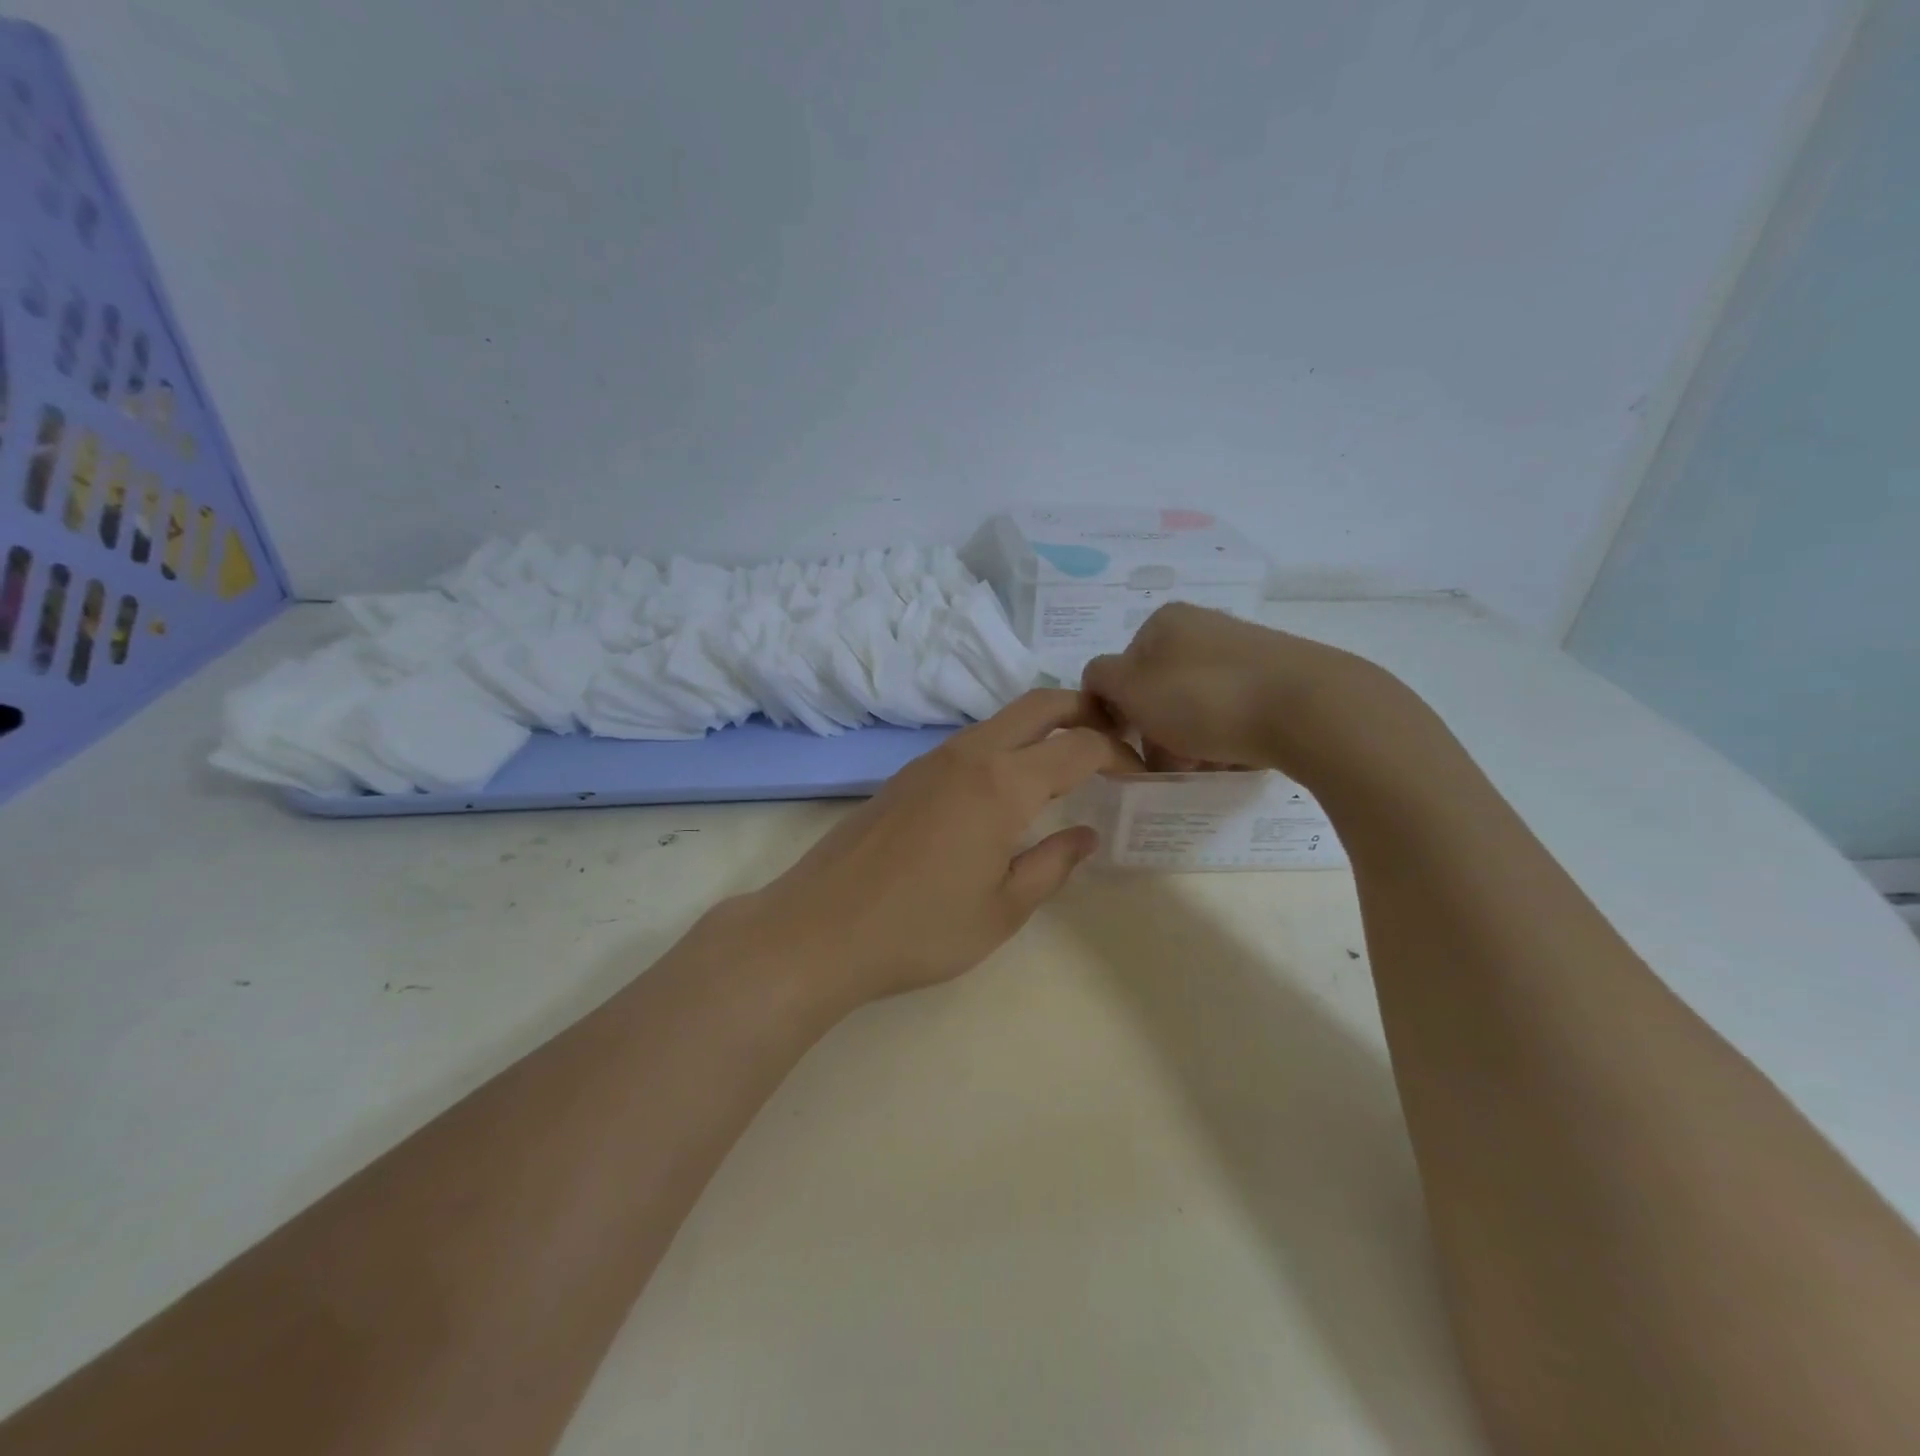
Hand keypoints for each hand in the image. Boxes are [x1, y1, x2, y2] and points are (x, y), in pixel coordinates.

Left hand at [718, 690, 1138, 1010]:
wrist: (818, 929)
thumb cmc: (920, 929)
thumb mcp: (1002, 910)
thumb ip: (1052, 865)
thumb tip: (1085, 834)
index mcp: (1002, 784)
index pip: (1079, 746)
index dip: (1119, 753)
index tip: (1140, 773)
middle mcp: (969, 755)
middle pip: (1039, 704)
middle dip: (1085, 709)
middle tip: (1116, 736)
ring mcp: (931, 760)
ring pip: (1001, 719)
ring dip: (1042, 726)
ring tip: (1069, 762)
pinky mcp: (906, 775)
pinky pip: (971, 742)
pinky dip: (1006, 745)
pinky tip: (1009, 786)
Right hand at [1081, 603, 1401, 780]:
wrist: (1310, 709)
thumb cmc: (1205, 698)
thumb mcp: (1132, 689)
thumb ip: (1101, 680)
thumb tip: (1101, 683)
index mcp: (1164, 621)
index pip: (1120, 671)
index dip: (1120, 714)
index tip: (1134, 748)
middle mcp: (1203, 626)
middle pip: (1160, 692)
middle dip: (1160, 733)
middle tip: (1173, 766)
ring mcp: (1244, 650)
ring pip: (1196, 706)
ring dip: (1191, 742)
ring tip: (1208, 768)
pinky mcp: (1279, 676)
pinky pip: (1235, 712)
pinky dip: (1228, 738)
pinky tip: (1238, 759)